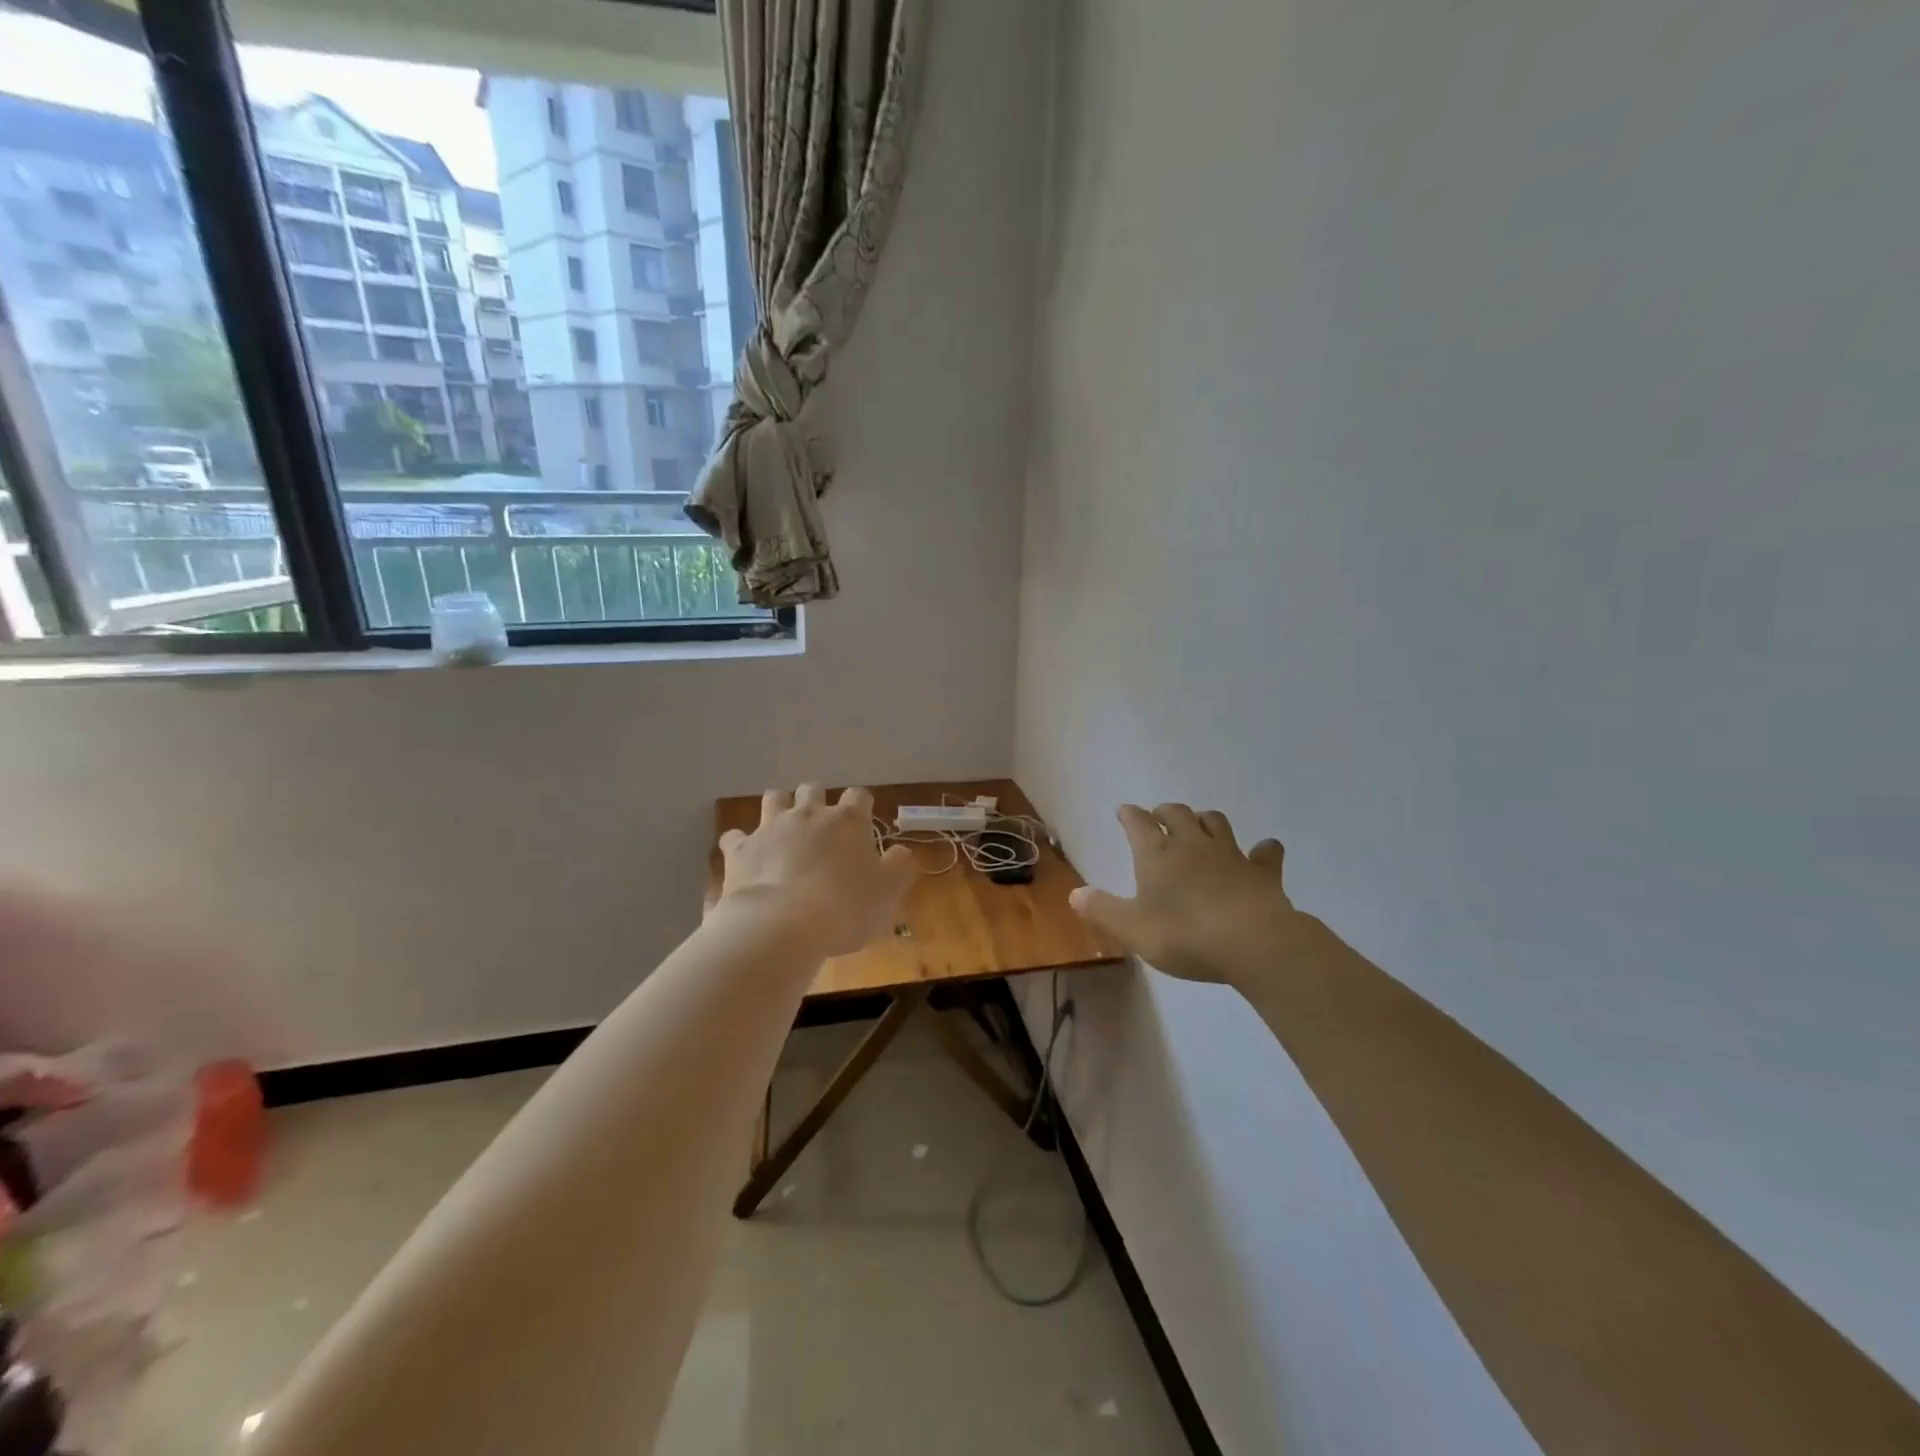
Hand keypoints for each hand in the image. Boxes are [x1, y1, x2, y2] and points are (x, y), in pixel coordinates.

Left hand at [714, 785, 916, 958]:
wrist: (781, 925)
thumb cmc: (844, 908)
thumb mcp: (887, 892)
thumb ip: (899, 866)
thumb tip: (900, 852)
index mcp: (847, 821)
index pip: (859, 796)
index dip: (861, 806)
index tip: (863, 823)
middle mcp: (808, 814)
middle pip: (812, 790)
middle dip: (817, 801)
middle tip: (821, 827)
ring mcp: (770, 828)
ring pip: (773, 798)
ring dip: (779, 808)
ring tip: (784, 829)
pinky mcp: (740, 849)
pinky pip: (735, 836)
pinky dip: (741, 842)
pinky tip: (746, 856)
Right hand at [1069, 804, 1304, 983]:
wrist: (1253, 942)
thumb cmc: (1184, 934)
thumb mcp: (1132, 929)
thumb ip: (1102, 910)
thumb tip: (1074, 893)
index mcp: (1157, 854)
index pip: (1138, 823)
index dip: (1129, 815)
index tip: (1124, 811)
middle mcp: (1192, 844)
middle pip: (1177, 814)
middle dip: (1165, 812)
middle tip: (1159, 817)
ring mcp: (1230, 854)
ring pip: (1216, 823)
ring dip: (1205, 820)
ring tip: (1200, 826)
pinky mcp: (1262, 872)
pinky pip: (1265, 853)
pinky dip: (1263, 850)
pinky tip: (1264, 851)